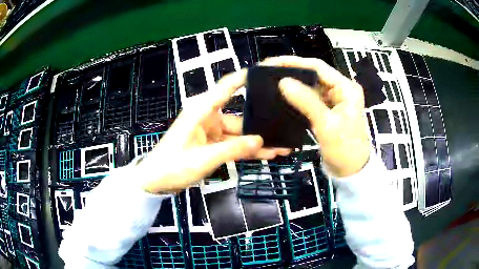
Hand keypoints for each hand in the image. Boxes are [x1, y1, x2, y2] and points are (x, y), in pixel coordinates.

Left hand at [137, 69, 290, 193]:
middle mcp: (208, 116)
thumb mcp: (205, 158)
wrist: (156, 181)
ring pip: (239, 134)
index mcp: (202, 109)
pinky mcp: (211, 144)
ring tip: (282, 148)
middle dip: (260, 125)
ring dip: (257, 142)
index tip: (268, 74)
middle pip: (239, 116)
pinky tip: (266, 154)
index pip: (227, 87)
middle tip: (285, 125)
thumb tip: (260, 140)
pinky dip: (246, 150)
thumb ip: (234, 148)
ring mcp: (211, 131)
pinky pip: (233, 144)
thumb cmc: (174, 165)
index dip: (246, 78)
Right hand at [264, 56, 370, 176]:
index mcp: (346, 88)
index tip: (273, 62)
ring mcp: (334, 100)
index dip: (295, 62)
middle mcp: (341, 90)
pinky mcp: (327, 110)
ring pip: (311, 86)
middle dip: (292, 72)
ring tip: (272, 82)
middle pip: (314, 75)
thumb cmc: (344, 149)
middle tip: (268, 72)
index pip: (318, 67)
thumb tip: (283, 81)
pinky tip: (283, 97)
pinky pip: (310, 99)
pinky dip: (298, 97)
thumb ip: (306, 101)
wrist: (351, 171)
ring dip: (294, 84)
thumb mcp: (326, 125)